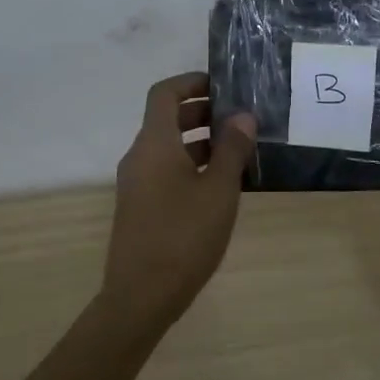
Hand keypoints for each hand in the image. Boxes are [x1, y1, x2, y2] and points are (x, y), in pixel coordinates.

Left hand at [103, 71, 257, 331]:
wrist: (140, 297)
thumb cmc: (183, 236)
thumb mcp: (219, 190)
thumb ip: (232, 149)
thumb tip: (242, 115)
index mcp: (154, 143)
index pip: (164, 93)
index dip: (192, 82)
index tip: (223, 85)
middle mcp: (139, 156)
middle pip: (167, 118)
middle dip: (202, 112)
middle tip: (239, 118)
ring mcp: (136, 183)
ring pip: (168, 147)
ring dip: (199, 140)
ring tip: (238, 150)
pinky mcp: (139, 207)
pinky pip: (165, 170)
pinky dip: (190, 164)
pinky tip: (220, 185)